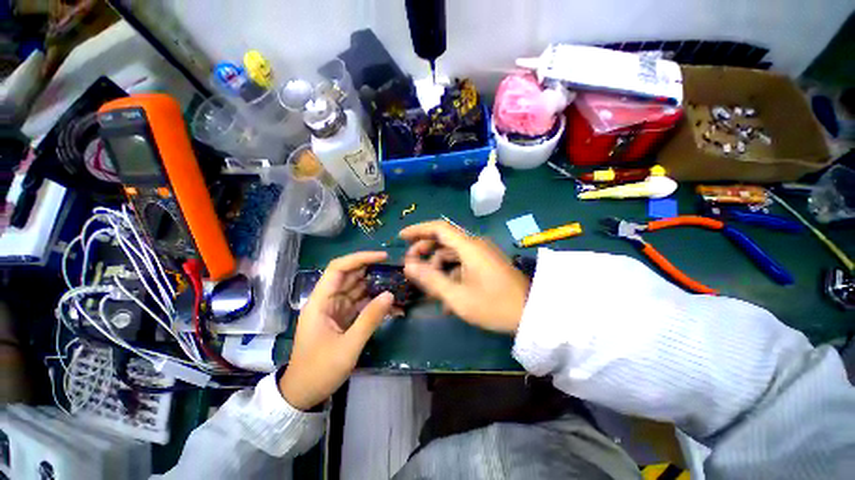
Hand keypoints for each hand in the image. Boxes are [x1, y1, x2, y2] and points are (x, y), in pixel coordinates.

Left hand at [279, 252, 394, 409]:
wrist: (303, 394)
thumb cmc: (319, 371)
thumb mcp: (348, 347)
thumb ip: (369, 319)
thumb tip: (390, 295)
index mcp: (320, 302)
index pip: (338, 269)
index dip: (359, 258)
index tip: (382, 257)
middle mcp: (327, 301)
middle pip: (349, 276)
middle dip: (372, 270)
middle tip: (395, 269)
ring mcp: (336, 309)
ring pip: (357, 289)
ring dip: (376, 285)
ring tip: (397, 282)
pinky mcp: (343, 318)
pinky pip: (361, 304)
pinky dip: (375, 302)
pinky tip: (391, 304)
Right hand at [400, 221, 530, 332]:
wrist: (531, 314)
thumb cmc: (493, 305)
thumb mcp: (458, 296)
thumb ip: (431, 279)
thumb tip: (408, 266)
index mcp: (469, 247)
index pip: (438, 228)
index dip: (418, 230)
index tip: (401, 237)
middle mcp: (475, 245)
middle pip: (444, 240)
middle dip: (425, 251)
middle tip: (411, 266)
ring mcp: (482, 254)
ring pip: (452, 254)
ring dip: (438, 267)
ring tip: (428, 289)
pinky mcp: (486, 263)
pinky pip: (463, 263)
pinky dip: (451, 274)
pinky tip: (446, 295)